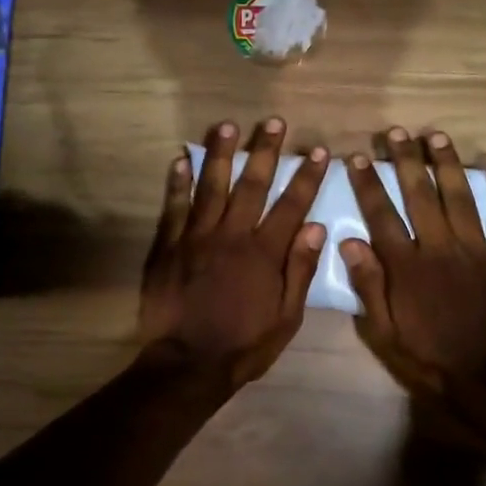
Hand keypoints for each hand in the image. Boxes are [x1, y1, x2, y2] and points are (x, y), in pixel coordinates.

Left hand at [139, 118, 329, 385]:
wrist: (187, 364)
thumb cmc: (243, 345)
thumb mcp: (286, 318)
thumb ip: (299, 270)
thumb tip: (316, 227)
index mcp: (264, 253)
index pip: (291, 205)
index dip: (306, 177)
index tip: (317, 151)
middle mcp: (232, 235)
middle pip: (251, 184)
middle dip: (265, 151)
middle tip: (273, 122)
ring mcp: (196, 237)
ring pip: (211, 186)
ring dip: (220, 153)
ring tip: (226, 125)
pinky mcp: (168, 246)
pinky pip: (174, 207)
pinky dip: (177, 182)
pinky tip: (180, 159)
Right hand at [340, 128, 485, 401]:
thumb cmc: (430, 357)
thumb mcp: (384, 332)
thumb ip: (369, 285)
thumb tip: (348, 242)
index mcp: (407, 266)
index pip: (382, 215)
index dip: (369, 184)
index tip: (359, 157)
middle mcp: (439, 248)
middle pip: (420, 195)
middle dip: (407, 161)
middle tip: (397, 132)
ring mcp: (477, 251)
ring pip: (460, 197)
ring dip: (447, 164)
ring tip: (437, 136)